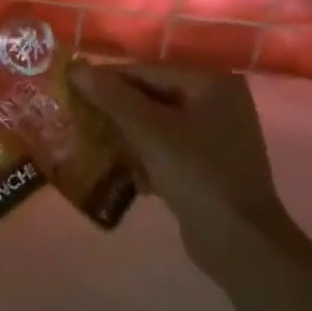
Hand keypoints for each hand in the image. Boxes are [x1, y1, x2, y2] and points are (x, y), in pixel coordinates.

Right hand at [72, 64, 293, 276]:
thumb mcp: (150, 132)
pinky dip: (146, 157)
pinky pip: (168, 150)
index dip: (108, 79)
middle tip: (78, 116)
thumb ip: (113, 97)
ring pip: (158, 125)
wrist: (240, 242)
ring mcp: (216, 136)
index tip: (71, 88)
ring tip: (91, 143)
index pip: (148, 71)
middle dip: (116, 110)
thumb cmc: (197, 175)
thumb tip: (76, 68)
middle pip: (153, 97)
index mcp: (212, 83)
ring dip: (127, 136)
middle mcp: (218, 102)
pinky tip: (124, 173)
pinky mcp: (209, 166)